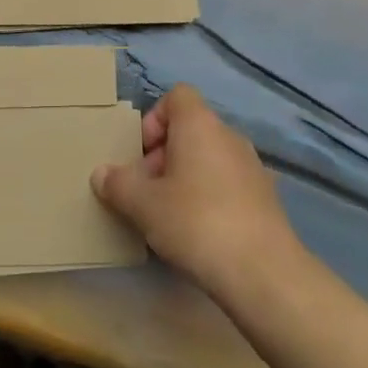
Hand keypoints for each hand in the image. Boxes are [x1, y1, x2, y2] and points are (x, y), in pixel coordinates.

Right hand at [92, 85, 301, 298]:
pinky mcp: (266, 198)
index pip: (177, 96)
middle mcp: (229, 136)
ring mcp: (252, 167)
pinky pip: (227, 184)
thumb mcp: (143, 205)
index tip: (141, 155)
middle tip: (146, 192)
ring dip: (185, 178)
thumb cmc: (195, 222)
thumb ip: (118, 184)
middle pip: (190, 130)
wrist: (262, 271)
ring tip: (168, 216)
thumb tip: (101, 174)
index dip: (154, 119)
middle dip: (163, 156)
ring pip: (208, 158)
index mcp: (200, 125)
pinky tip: (198, 233)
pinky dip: (209, 197)